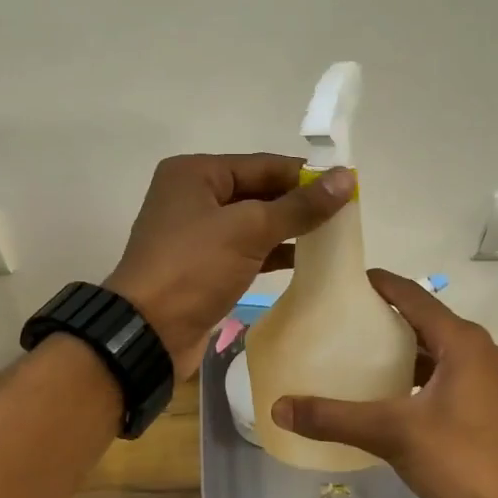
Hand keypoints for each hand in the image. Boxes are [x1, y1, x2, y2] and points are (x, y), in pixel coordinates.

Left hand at [106, 153, 355, 376]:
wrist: (149, 332)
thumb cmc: (194, 268)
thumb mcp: (249, 230)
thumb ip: (299, 206)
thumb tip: (347, 177)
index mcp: (196, 174)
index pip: (263, 165)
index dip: (306, 175)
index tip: (348, 187)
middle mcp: (194, 197)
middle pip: (258, 191)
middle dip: (299, 203)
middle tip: (346, 214)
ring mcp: (197, 234)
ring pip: (254, 223)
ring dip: (289, 229)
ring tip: (334, 236)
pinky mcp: (204, 266)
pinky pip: (246, 250)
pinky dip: (273, 253)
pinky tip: (306, 261)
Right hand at [270, 270, 497, 497]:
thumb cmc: (462, 459)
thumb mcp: (394, 434)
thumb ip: (335, 418)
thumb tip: (279, 408)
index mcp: (461, 341)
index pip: (412, 295)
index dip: (378, 284)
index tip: (341, 280)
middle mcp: (476, 351)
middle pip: (421, 321)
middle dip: (381, 318)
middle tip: (337, 320)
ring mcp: (484, 380)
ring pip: (432, 351)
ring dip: (397, 350)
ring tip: (353, 353)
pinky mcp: (484, 406)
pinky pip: (441, 376)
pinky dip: (412, 376)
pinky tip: (384, 394)